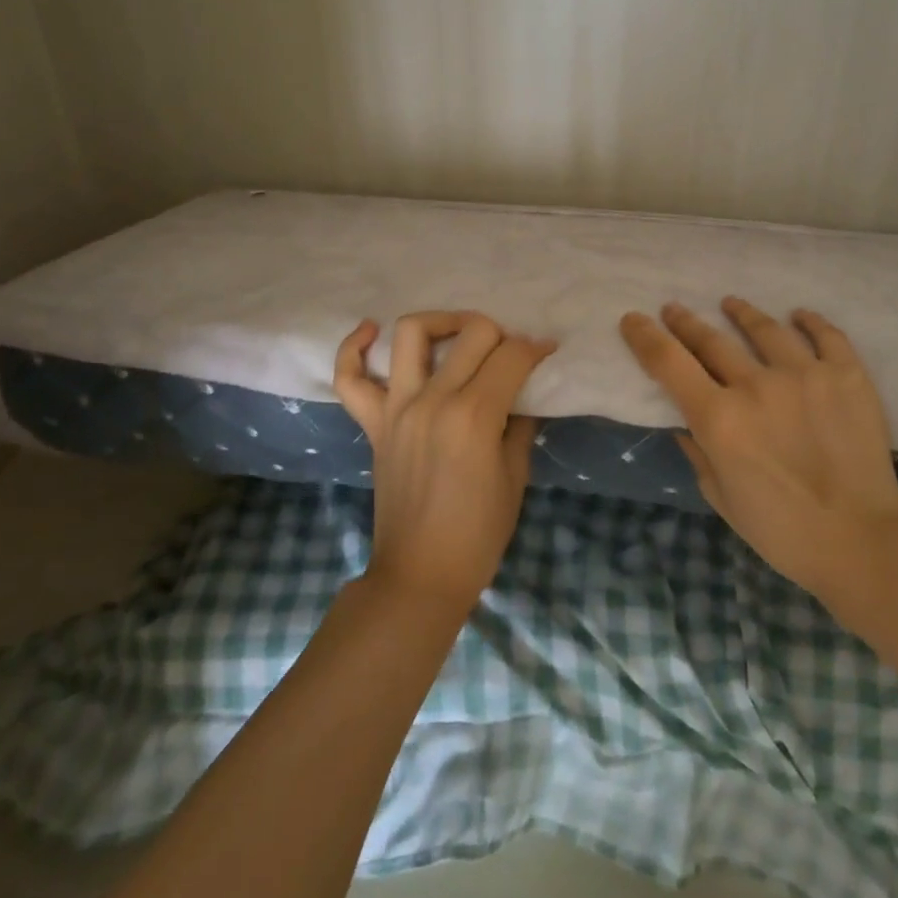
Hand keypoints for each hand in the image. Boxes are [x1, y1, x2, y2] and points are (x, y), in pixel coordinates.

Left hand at [333, 311, 555, 614]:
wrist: (420, 575)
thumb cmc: (478, 533)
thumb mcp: (515, 475)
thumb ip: (520, 422)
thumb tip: (524, 390)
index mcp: (474, 417)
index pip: (511, 356)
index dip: (536, 348)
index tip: (547, 352)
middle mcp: (433, 400)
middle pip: (472, 333)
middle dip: (501, 334)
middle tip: (510, 354)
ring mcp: (397, 408)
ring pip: (411, 333)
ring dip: (441, 322)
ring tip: (459, 333)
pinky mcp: (373, 423)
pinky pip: (350, 378)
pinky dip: (354, 347)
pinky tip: (372, 331)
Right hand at [619, 297, 897, 611]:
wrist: (862, 542)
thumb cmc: (782, 531)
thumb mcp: (720, 497)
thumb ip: (697, 451)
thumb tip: (683, 420)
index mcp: (719, 418)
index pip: (668, 362)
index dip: (645, 337)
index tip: (633, 320)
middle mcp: (755, 385)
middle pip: (711, 340)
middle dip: (685, 322)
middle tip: (673, 309)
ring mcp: (804, 374)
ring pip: (765, 328)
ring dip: (741, 312)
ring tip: (730, 304)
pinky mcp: (846, 375)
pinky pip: (825, 335)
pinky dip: (809, 321)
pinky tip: (798, 315)